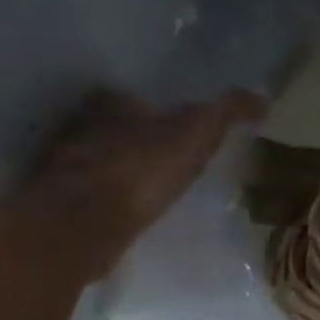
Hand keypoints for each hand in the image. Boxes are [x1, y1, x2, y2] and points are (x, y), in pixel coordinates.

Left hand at [18, 89, 262, 283]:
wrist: (89, 220)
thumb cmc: (142, 169)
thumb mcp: (197, 134)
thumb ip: (226, 113)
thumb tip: (261, 98)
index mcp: (109, 103)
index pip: (130, 99)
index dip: (150, 112)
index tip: (169, 129)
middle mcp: (79, 127)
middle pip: (108, 129)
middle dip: (129, 141)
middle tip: (157, 162)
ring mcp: (64, 167)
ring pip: (93, 162)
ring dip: (113, 173)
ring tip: (141, 193)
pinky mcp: (58, 205)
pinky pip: (85, 197)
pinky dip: (100, 203)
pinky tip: (121, 216)